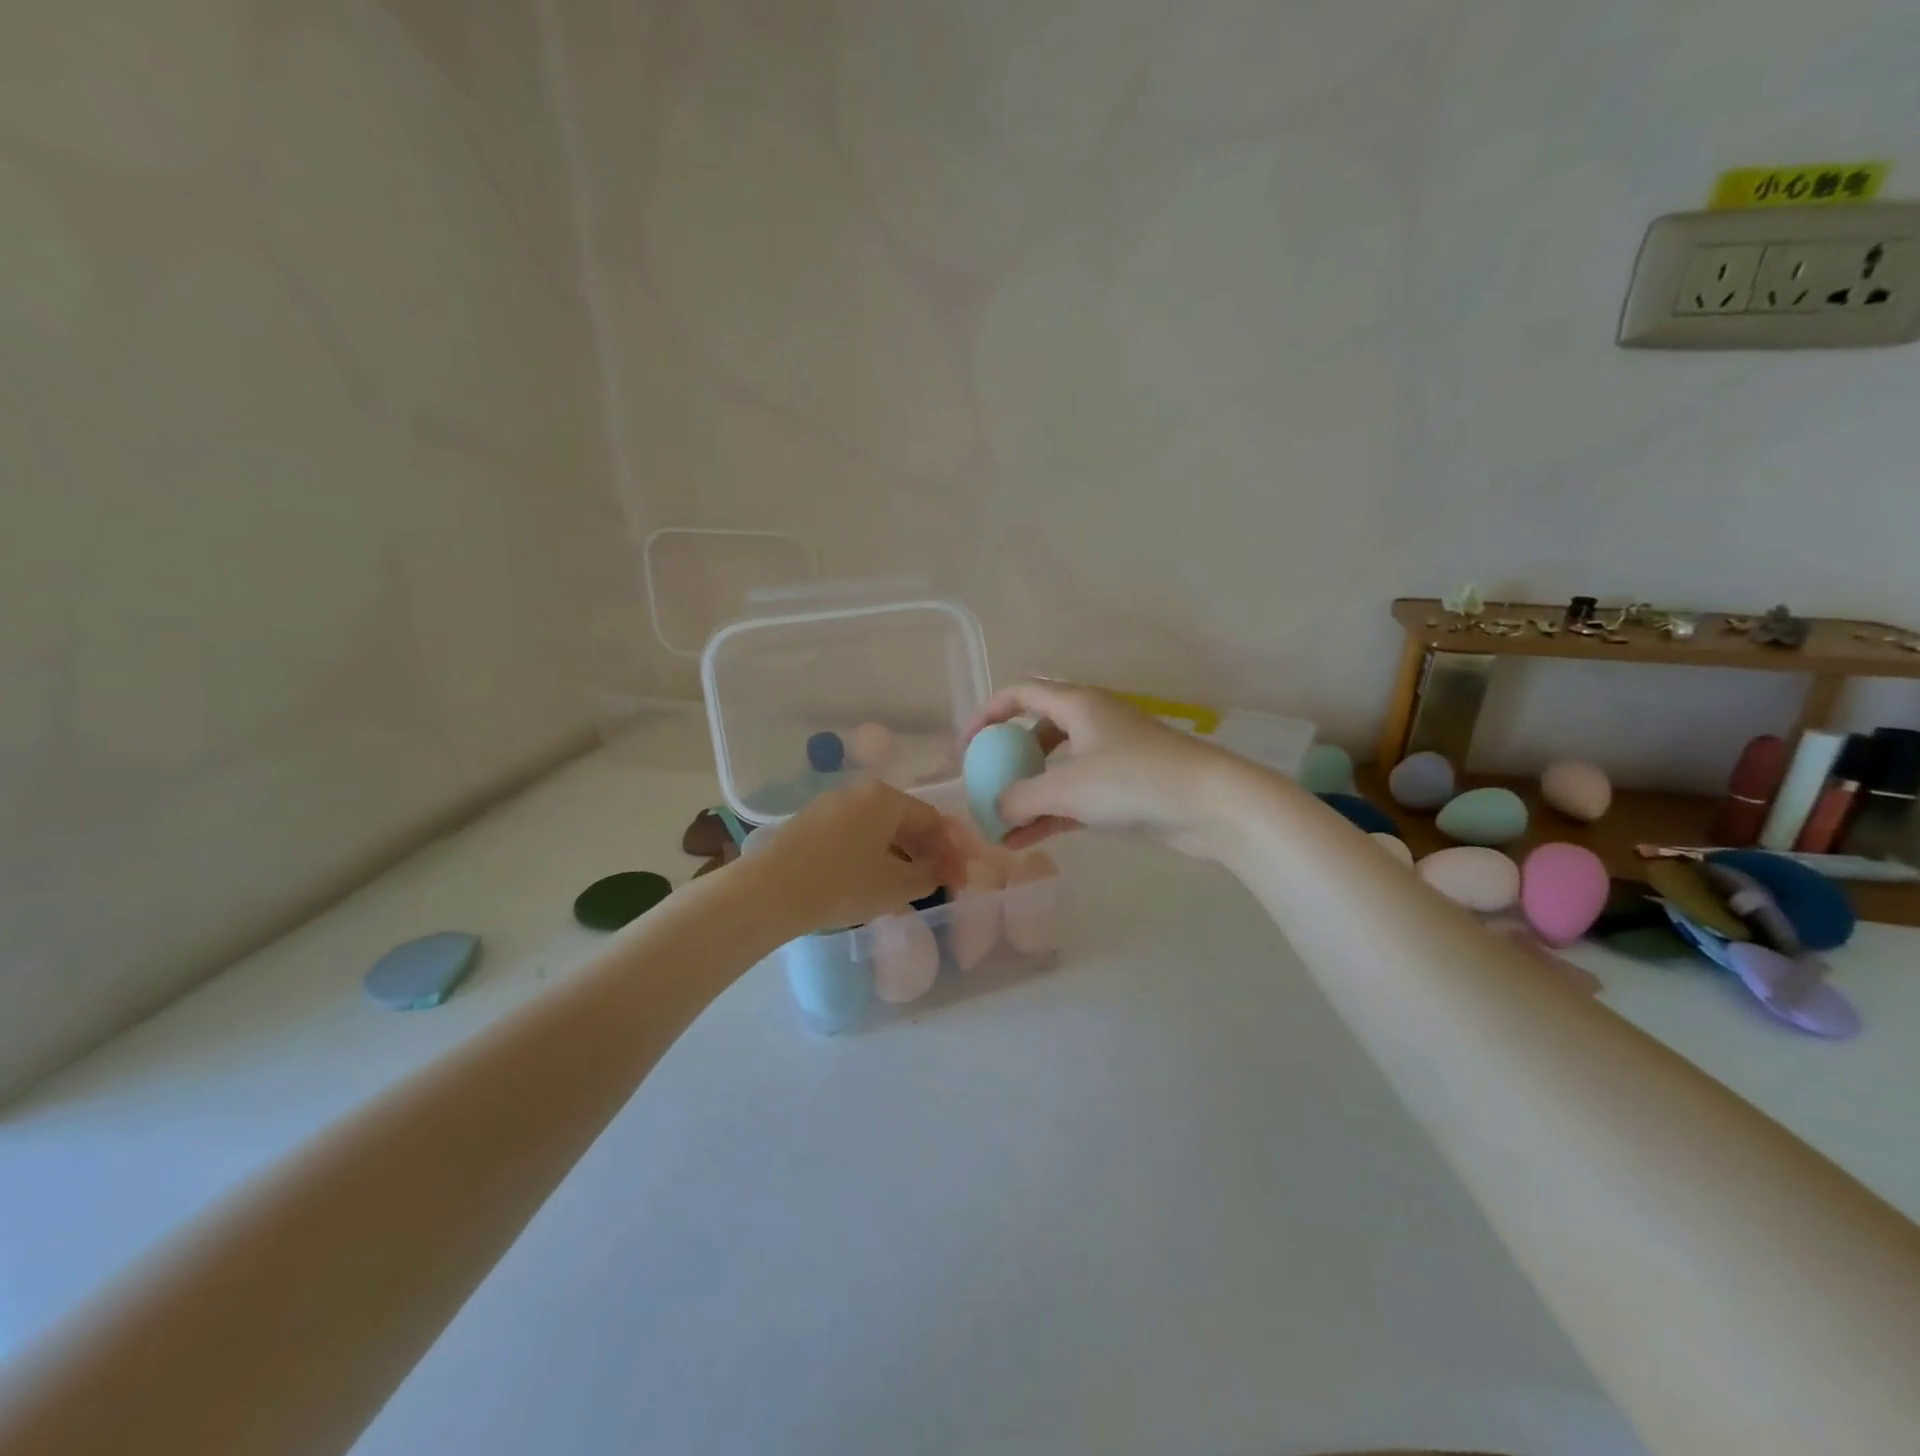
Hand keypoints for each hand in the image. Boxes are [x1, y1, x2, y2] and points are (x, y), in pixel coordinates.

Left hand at [743, 780, 965, 934]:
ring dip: (900, 856)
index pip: (932, 819)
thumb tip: (943, 869)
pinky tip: (873, 883)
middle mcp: (859, 793)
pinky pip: (855, 837)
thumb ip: (929, 874)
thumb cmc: (842, 884)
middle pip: (905, 821)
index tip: (961, 879)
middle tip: (939, 883)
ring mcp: (831, 807)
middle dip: (927, 853)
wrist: (769, 891)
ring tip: (909, 888)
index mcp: (885, 798)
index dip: (952, 851)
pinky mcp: (810, 825)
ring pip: (879, 830)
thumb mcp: (896, 885)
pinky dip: (873, 857)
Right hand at [961, 680, 1246, 855]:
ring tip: (1001, 828)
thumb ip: (1019, 798)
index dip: (988, 713)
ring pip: (1057, 770)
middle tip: (988, 785)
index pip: (1021, 694)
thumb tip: (994, 811)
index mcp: (1078, 704)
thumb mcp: (1065, 788)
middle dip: (1009, 759)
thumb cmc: (1132, 781)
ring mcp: (1112, 756)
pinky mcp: (1126, 789)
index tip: (966, 745)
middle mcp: (1093, 723)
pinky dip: (1051, 814)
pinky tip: (1026, 841)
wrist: (1210, 805)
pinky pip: (1076, 796)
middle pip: (1038, 732)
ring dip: (1028, 795)